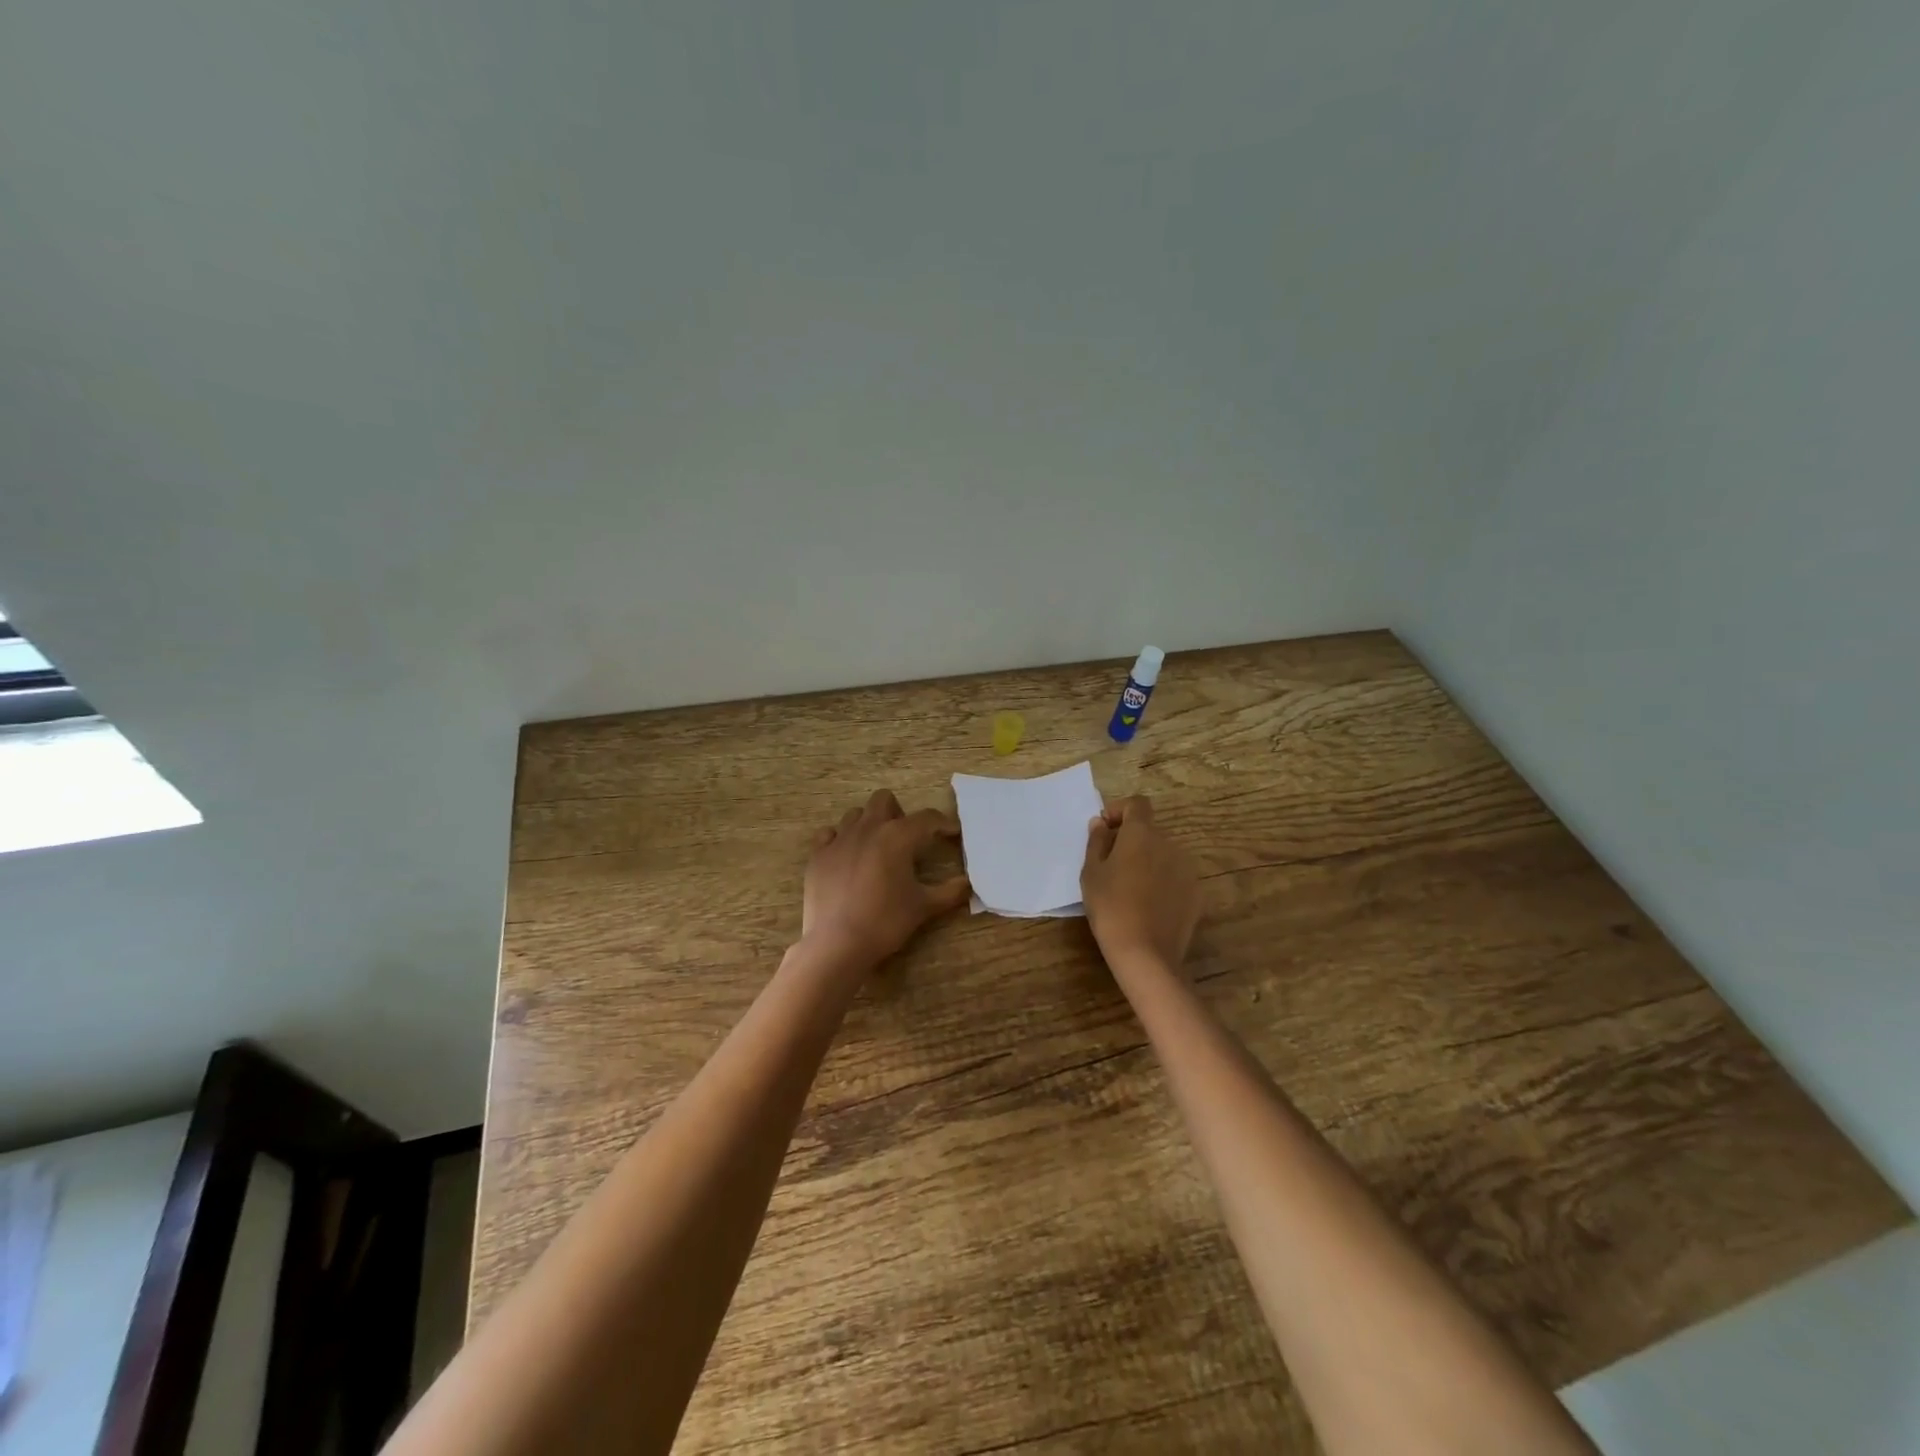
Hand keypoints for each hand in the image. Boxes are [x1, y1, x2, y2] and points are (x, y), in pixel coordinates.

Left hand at [801, 790, 971, 968]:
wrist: (838, 944)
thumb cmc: (886, 921)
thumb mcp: (924, 907)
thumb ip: (950, 892)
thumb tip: (968, 883)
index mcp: (898, 836)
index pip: (927, 818)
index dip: (943, 823)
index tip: (952, 834)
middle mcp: (868, 828)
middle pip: (884, 800)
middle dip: (899, 813)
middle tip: (906, 840)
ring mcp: (839, 839)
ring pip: (856, 814)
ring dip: (870, 824)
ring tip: (876, 848)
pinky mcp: (818, 855)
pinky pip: (830, 833)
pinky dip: (841, 839)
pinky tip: (847, 857)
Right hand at [1080, 795, 1200, 971]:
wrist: (1145, 953)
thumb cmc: (1110, 906)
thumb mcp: (1091, 873)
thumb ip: (1096, 842)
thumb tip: (1100, 823)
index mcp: (1142, 833)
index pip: (1137, 804)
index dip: (1120, 811)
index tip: (1105, 830)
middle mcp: (1169, 843)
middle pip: (1150, 831)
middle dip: (1131, 841)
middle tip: (1111, 865)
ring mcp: (1187, 868)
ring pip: (1163, 854)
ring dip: (1148, 861)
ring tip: (1130, 888)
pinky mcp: (1197, 893)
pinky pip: (1175, 877)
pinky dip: (1162, 882)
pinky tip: (1148, 905)